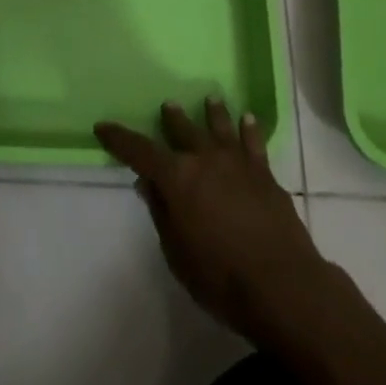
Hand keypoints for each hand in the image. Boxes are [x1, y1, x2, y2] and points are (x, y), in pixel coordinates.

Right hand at [96, 98, 333, 348]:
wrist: (282, 285)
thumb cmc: (221, 278)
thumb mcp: (177, 254)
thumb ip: (162, 214)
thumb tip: (148, 183)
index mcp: (178, 178)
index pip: (140, 151)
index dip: (119, 138)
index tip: (103, 126)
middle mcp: (205, 159)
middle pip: (184, 130)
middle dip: (173, 119)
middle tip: (168, 106)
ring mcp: (237, 162)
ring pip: (220, 127)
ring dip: (213, 113)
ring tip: (210, 100)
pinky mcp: (264, 173)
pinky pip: (254, 142)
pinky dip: (249, 129)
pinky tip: (248, 119)